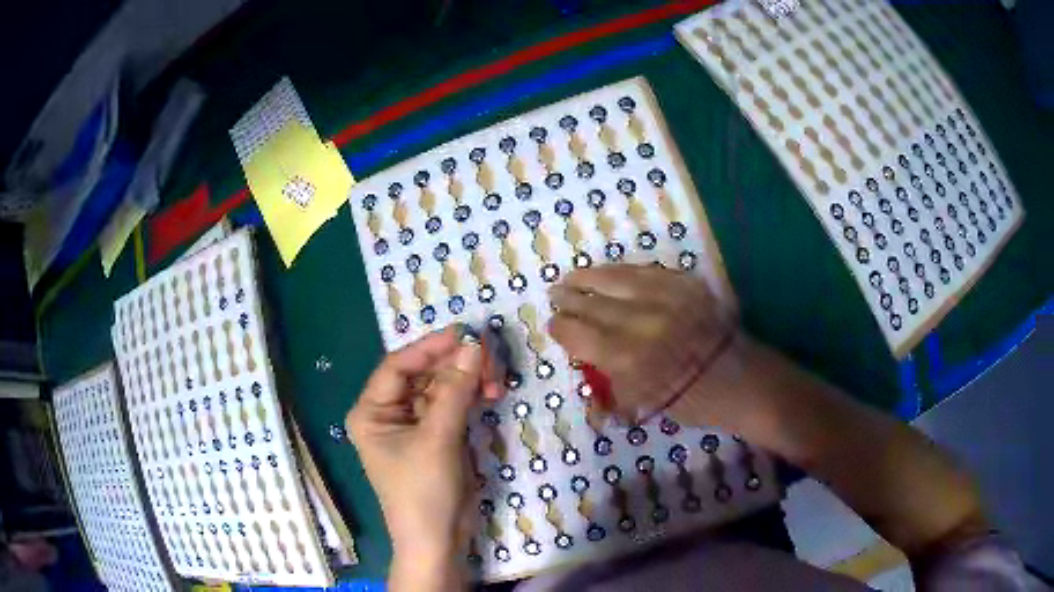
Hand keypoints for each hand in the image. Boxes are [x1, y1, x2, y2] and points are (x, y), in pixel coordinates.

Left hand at [345, 326, 501, 590]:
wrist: (438, 540)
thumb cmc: (423, 491)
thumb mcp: (438, 438)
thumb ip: (456, 390)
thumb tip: (475, 346)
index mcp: (371, 411)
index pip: (397, 366)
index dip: (430, 347)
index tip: (464, 334)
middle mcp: (388, 413)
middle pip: (422, 375)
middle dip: (455, 366)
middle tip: (490, 358)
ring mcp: (414, 425)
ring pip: (441, 388)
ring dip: (468, 381)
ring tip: (496, 381)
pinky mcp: (436, 437)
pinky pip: (452, 406)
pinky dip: (471, 398)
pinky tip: (491, 393)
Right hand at [547, 264, 764, 429]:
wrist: (742, 381)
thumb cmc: (692, 402)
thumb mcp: (644, 406)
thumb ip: (609, 386)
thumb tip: (585, 368)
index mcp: (628, 359)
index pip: (579, 335)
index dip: (562, 328)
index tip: (552, 324)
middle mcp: (641, 322)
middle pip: (593, 304)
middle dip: (570, 298)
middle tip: (555, 293)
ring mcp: (665, 298)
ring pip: (616, 279)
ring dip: (590, 276)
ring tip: (573, 275)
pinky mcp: (686, 285)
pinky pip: (647, 271)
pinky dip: (624, 270)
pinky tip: (611, 270)